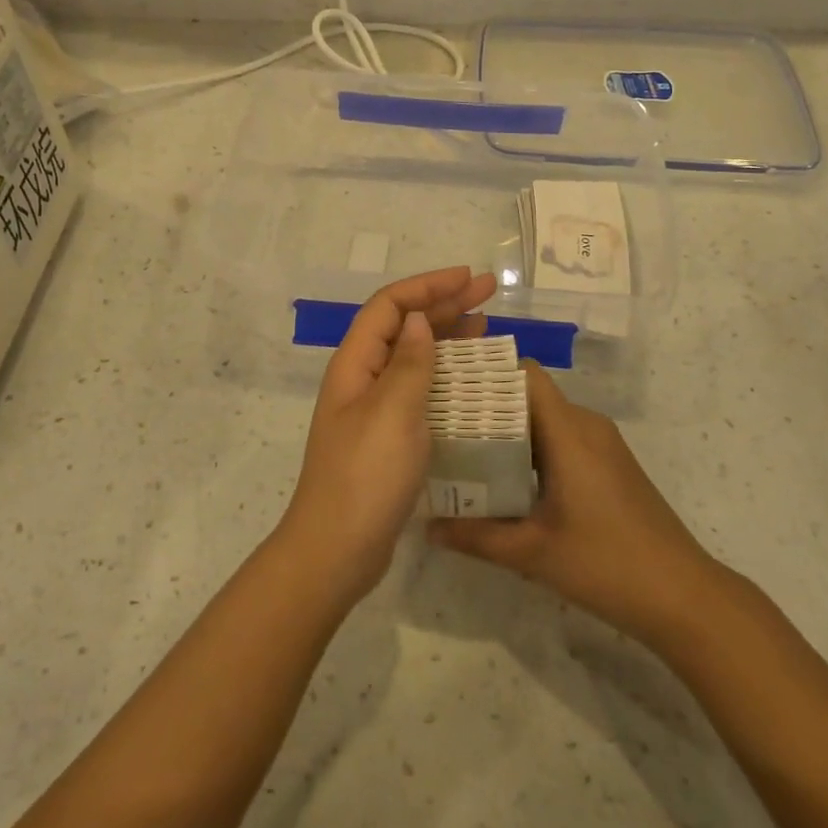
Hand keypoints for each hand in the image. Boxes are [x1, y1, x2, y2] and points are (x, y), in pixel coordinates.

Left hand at [279, 266, 496, 600]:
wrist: (338, 550)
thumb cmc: (365, 476)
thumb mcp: (393, 413)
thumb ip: (409, 363)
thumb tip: (418, 320)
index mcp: (355, 364)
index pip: (390, 306)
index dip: (428, 286)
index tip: (469, 278)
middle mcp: (362, 378)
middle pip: (404, 326)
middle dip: (444, 303)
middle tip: (489, 292)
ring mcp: (374, 408)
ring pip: (413, 356)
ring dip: (447, 336)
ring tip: (485, 324)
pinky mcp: (389, 435)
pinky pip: (420, 389)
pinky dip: (446, 375)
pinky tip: (470, 378)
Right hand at [429, 363, 714, 651]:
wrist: (685, 597)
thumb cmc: (607, 564)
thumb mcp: (532, 552)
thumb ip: (476, 536)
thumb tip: (426, 527)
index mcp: (569, 431)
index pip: (525, 375)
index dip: (487, 373)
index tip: (449, 386)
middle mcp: (587, 425)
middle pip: (531, 396)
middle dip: (488, 406)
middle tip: (444, 424)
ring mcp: (603, 445)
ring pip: (547, 419)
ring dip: (510, 431)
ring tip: (466, 451)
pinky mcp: (611, 465)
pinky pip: (564, 439)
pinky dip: (534, 449)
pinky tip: (508, 479)